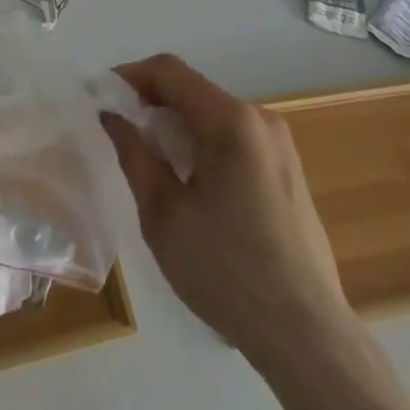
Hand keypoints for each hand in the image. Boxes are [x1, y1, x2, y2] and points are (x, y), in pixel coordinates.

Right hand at [101, 54, 350, 360]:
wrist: (307, 337)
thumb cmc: (227, 272)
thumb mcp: (163, 214)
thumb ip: (134, 154)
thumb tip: (112, 116)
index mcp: (231, 122)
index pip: (170, 72)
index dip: (130, 76)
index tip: (102, 98)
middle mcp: (260, 119)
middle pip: (193, 90)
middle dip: (152, 103)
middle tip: (121, 133)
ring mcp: (280, 145)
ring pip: (213, 114)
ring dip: (177, 125)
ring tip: (152, 161)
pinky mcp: (288, 170)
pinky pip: (234, 137)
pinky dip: (203, 143)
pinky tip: (190, 183)